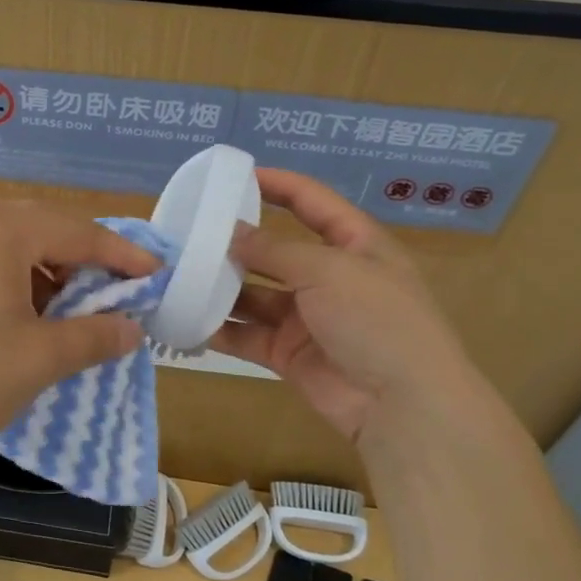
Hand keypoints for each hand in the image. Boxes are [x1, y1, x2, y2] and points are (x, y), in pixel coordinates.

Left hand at [0, 200, 158, 480]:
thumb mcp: (41, 359)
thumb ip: (95, 335)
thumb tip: (131, 328)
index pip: (75, 232)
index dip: (120, 255)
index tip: (155, 273)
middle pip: (39, 229)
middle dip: (81, 260)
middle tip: (114, 292)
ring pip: (6, 246)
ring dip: (44, 272)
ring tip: (66, 312)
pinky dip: (9, 281)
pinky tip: (18, 317)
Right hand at [211, 169, 473, 441]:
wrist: (401, 405)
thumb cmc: (376, 320)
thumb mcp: (328, 271)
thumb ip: (274, 250)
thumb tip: (231, 232)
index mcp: (355, 245)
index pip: (312, 202)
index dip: (277, 185)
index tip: (234, 175)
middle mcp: (330, 277)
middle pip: (276, 250)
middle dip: (236, 242)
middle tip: (189, 232)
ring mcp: (308, 317)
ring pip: (255, 294)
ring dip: (221, 286)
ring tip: (178, 274)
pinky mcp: (288, 353)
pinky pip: (247, 334)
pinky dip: (219, 328)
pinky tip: (184, 317)